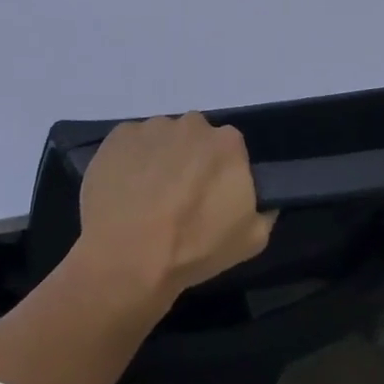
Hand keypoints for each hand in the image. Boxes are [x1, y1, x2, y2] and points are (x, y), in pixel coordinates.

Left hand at [76, 114, 276, 304]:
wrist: (127, 258)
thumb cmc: (194, 249)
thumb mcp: (252, 240)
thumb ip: (265, 210)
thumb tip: (265, 200)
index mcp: (228, 143)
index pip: (229, 150)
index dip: (219, 173)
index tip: (209, 197)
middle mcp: (192, 124)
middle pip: (194, 139)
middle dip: (189, 161)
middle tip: (178, 197)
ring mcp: (152, 126)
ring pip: (161, 139)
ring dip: (159, 160)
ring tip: (146, 197)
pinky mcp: (119, 135)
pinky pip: (131, 143)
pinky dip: (130, 160)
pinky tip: (124, 190)